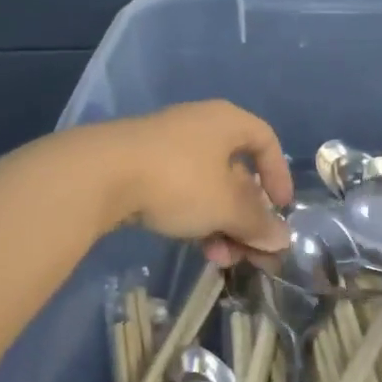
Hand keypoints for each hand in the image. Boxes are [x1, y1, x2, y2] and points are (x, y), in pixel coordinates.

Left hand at [98, 100, 292, 255]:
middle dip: (247, 217)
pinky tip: (197, 249)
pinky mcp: (140, 167)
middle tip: (251, 250)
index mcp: (226, 122)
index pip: (266, 141)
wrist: (99, 175)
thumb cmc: (179, 181)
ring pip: (208, 189)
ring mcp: (166, 147)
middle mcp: (199, 127)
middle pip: (236, 173)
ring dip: (222, 226)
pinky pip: (181, 193)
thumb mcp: (227, 207)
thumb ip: (258, 224)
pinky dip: (195, 219)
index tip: (281, 208)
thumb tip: (282, 239)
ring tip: (222, 259)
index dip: (278, 175)